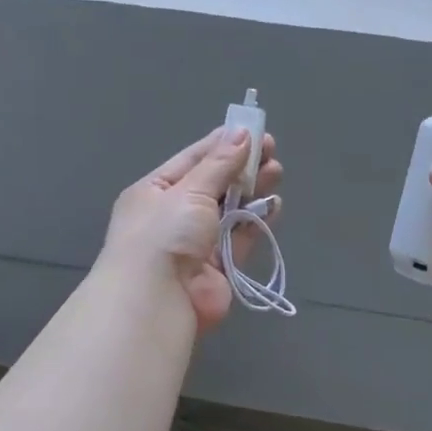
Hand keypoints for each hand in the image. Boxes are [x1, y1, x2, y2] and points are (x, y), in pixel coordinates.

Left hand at [100, 128, 283, 332]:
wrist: (158, 299)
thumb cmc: (164, 234)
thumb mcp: (189, 191)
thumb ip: (220, 164)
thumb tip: (242, 134)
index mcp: (155, 192)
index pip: (193, 160)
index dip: (222, 144)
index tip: (252, 130)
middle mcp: (174, 215)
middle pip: (215, 184)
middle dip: (243, 167)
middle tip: (272, 151)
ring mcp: (198, 242)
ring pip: (231, 210)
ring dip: (253, 191)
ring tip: (276, 172)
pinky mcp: (220, 266)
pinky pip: (242, 237)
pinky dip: (257, 221)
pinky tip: (274, 204)